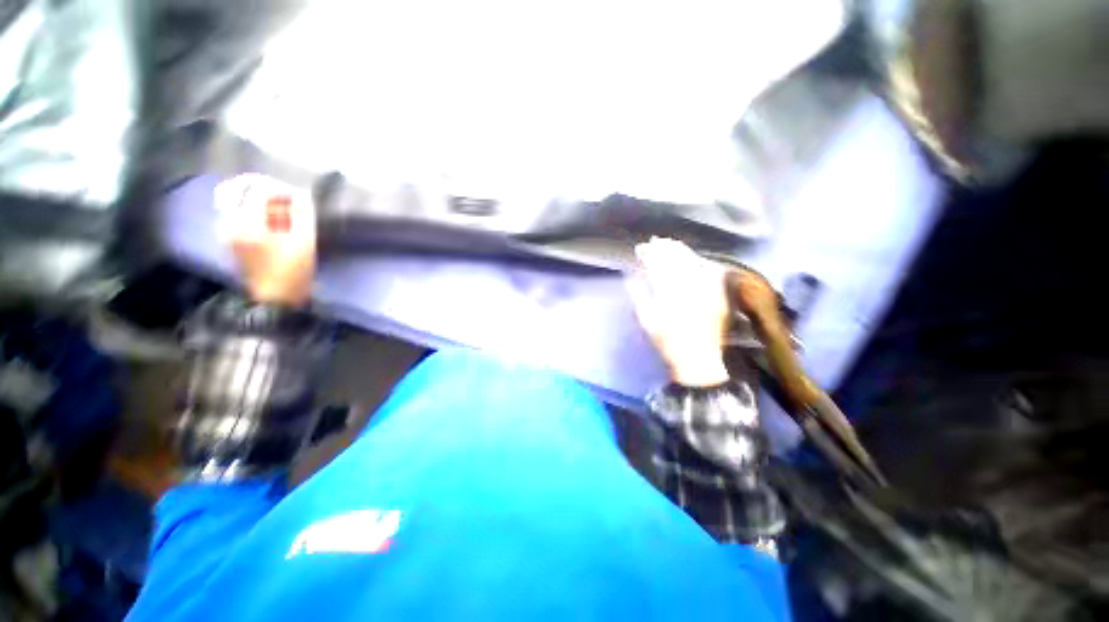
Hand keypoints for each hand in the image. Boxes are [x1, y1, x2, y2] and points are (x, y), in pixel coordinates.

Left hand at [215, 174, 316, 305]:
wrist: (275, 299)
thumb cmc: (292, 271)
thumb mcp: (304, 241)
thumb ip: (302, 214)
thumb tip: (302, 195)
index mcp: (245, 222)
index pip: (259, 189)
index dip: (282, 189)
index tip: (301, 198)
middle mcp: (229, 221)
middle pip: (241, 189)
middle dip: (267, 190)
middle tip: (290, 199)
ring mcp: (226, 229)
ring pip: (239, 200)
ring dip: (263, 202)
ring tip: (286, 214)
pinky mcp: (230, 237)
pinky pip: (239, 212)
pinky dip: (256, 211)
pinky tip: (275, 222)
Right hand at [629, 237, 730, 386]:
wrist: (698, 361)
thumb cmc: (667, 343)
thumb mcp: (647, 322)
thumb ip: (639, 296)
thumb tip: (632, 277)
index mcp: (668, 295)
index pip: (658, 266)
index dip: (650, 254)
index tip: (642, 248)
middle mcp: (689, 289)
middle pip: (676, 260)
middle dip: (665, 248)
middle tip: (656, 240)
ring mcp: (706, 290)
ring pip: (693, 262)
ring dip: (681, 251)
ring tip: (672, 243)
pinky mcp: (718, 295)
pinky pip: (710, 272)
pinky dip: (700, 262)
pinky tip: (694, 258)